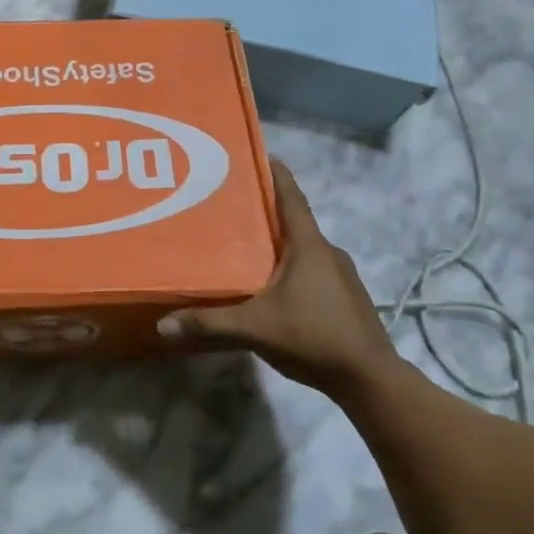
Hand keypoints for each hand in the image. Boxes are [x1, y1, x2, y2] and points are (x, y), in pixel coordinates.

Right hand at [158, 159, 397, 396]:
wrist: (371, 380)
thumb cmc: (313, 337)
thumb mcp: (255, 329)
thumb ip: (210, 323)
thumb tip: (163, 324)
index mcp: (308, 246)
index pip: (291, 197)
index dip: (277, 174)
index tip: (262, 154)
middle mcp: (328, 252)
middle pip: (295, 221)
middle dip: (268, 211)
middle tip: (234, 205)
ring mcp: (342, 275)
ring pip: (305, 248)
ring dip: (281, 243)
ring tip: (248, 246)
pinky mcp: (347, 297)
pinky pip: (314, 269)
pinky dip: (293, 266)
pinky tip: (275, 285)